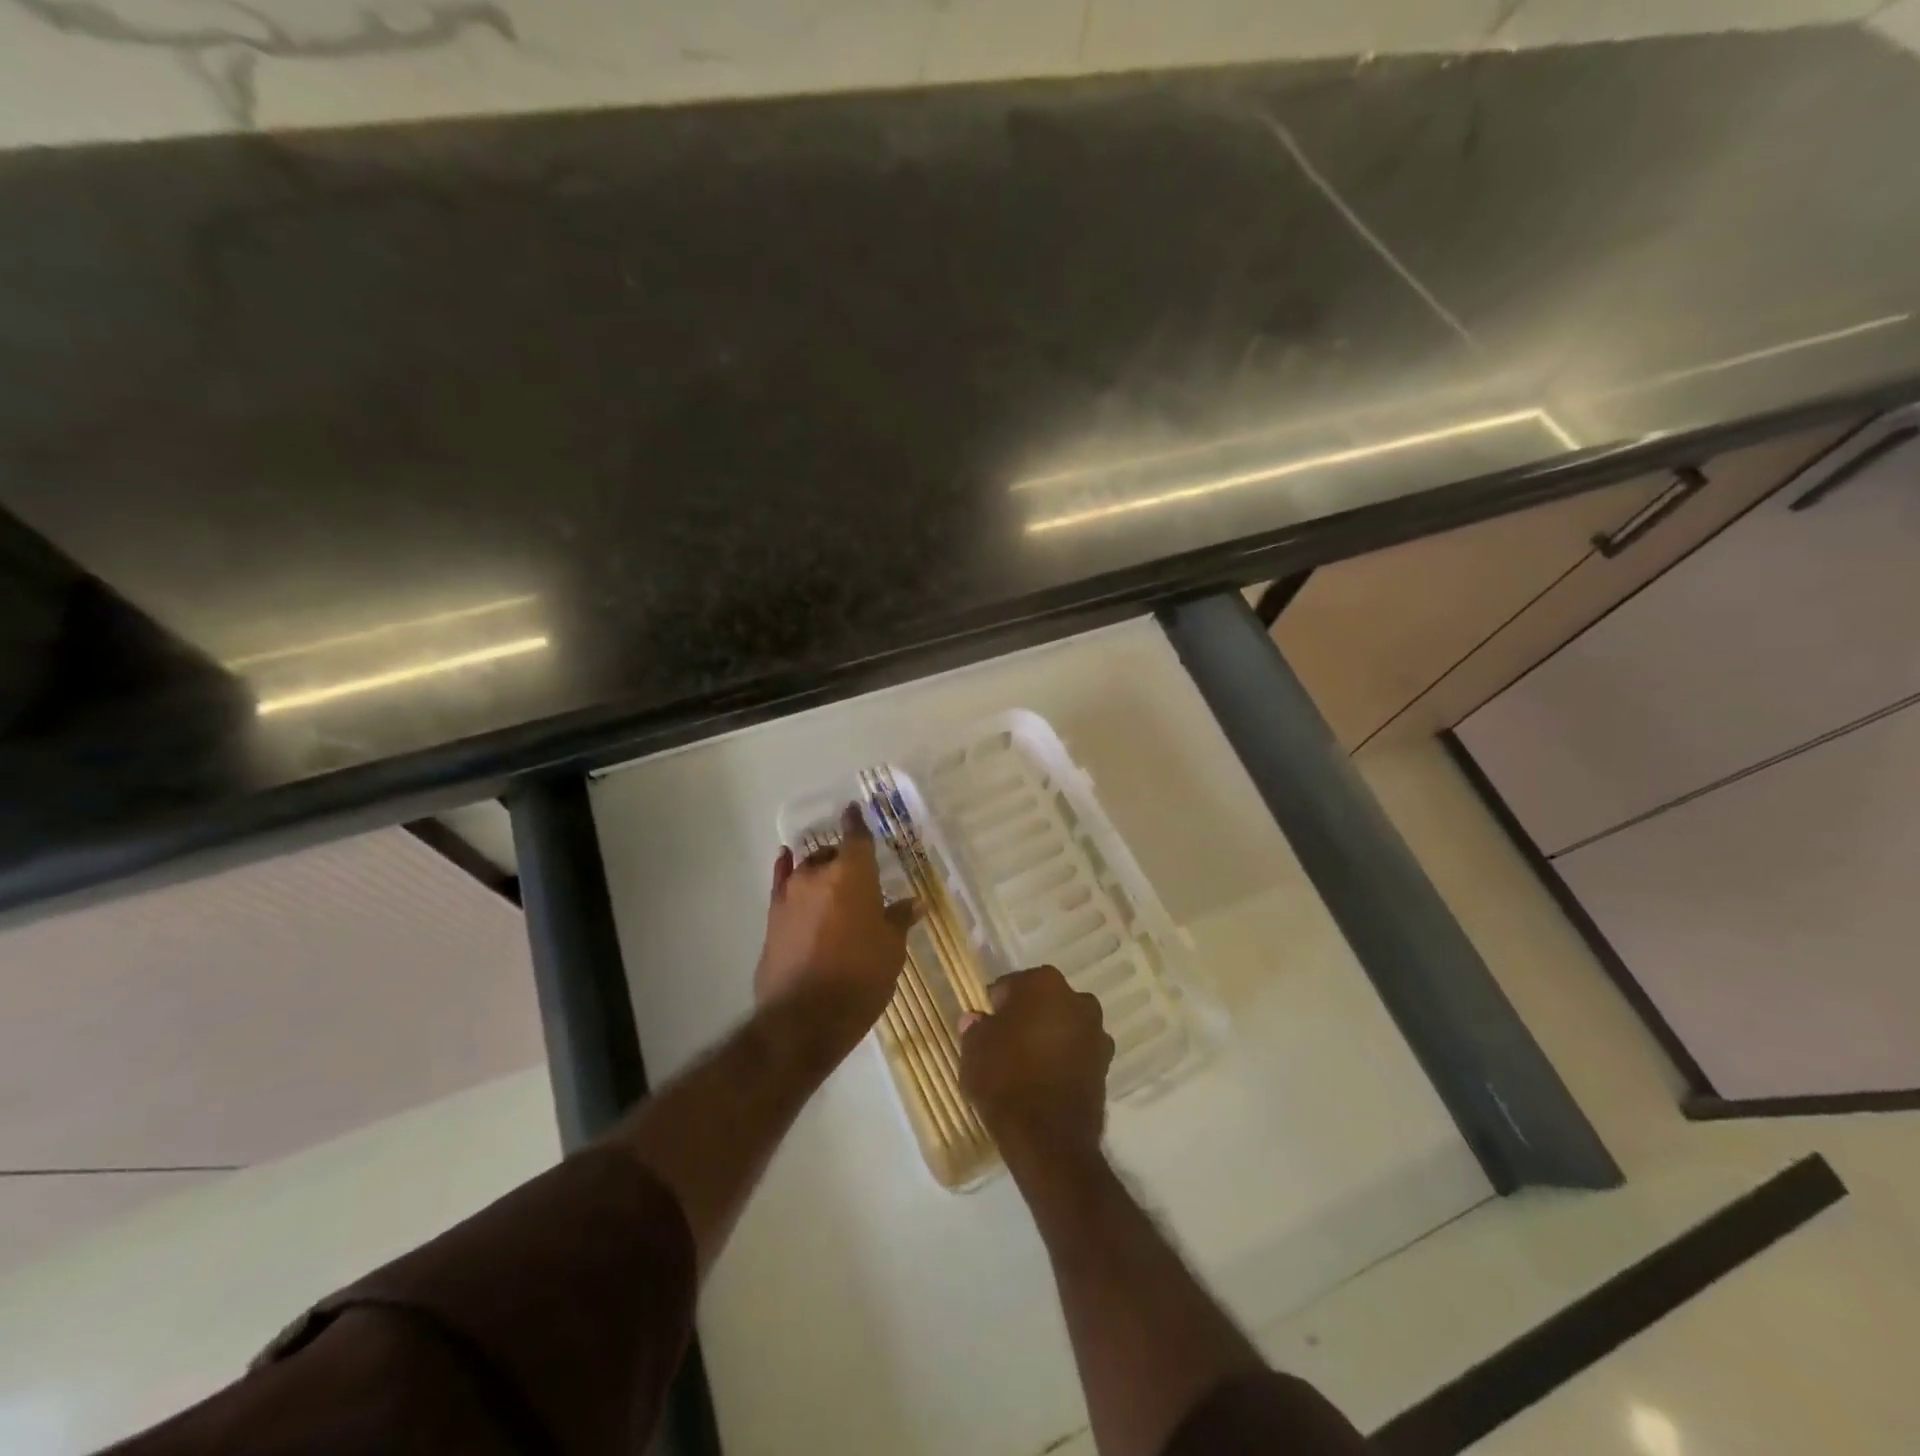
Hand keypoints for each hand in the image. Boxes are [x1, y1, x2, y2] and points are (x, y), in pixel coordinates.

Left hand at [755, 803, 912, 1053]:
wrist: (805, 1017)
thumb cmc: (860, 977)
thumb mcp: (891, 949)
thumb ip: (898, 919)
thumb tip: (913, 903)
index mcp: (853, 875)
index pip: (857, 837)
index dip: (857, 822)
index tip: (855, 809)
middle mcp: (818, 875)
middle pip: (832, 854)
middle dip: (844, 857)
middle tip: (860, 872)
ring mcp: (790, 895)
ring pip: (807, 869)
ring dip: (820, 869)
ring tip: (831, 877)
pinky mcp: (772, 918)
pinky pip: (782, 884)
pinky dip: (786, 871)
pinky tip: (785, 861)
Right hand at [960, 966, 1113, 1163]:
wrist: (1048, 1137)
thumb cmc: (1006, 1079)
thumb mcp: (974, 1050)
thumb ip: (975, 1028)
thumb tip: (977, 1020)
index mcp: (1043, 982)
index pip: (1011, 986)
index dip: (996, 1007)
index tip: (987, 1027)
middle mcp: (1077, 998)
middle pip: (1042, 1002)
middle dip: (1027, 1017)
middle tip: (1006, 1045)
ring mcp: (1096, 1031)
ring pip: (1063, 1025)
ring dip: (1049, 1037)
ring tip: (1027, 1066)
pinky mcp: (1106, 1064)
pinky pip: (1077, 1052)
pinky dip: (1065, 1060)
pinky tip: (1046, 1081)